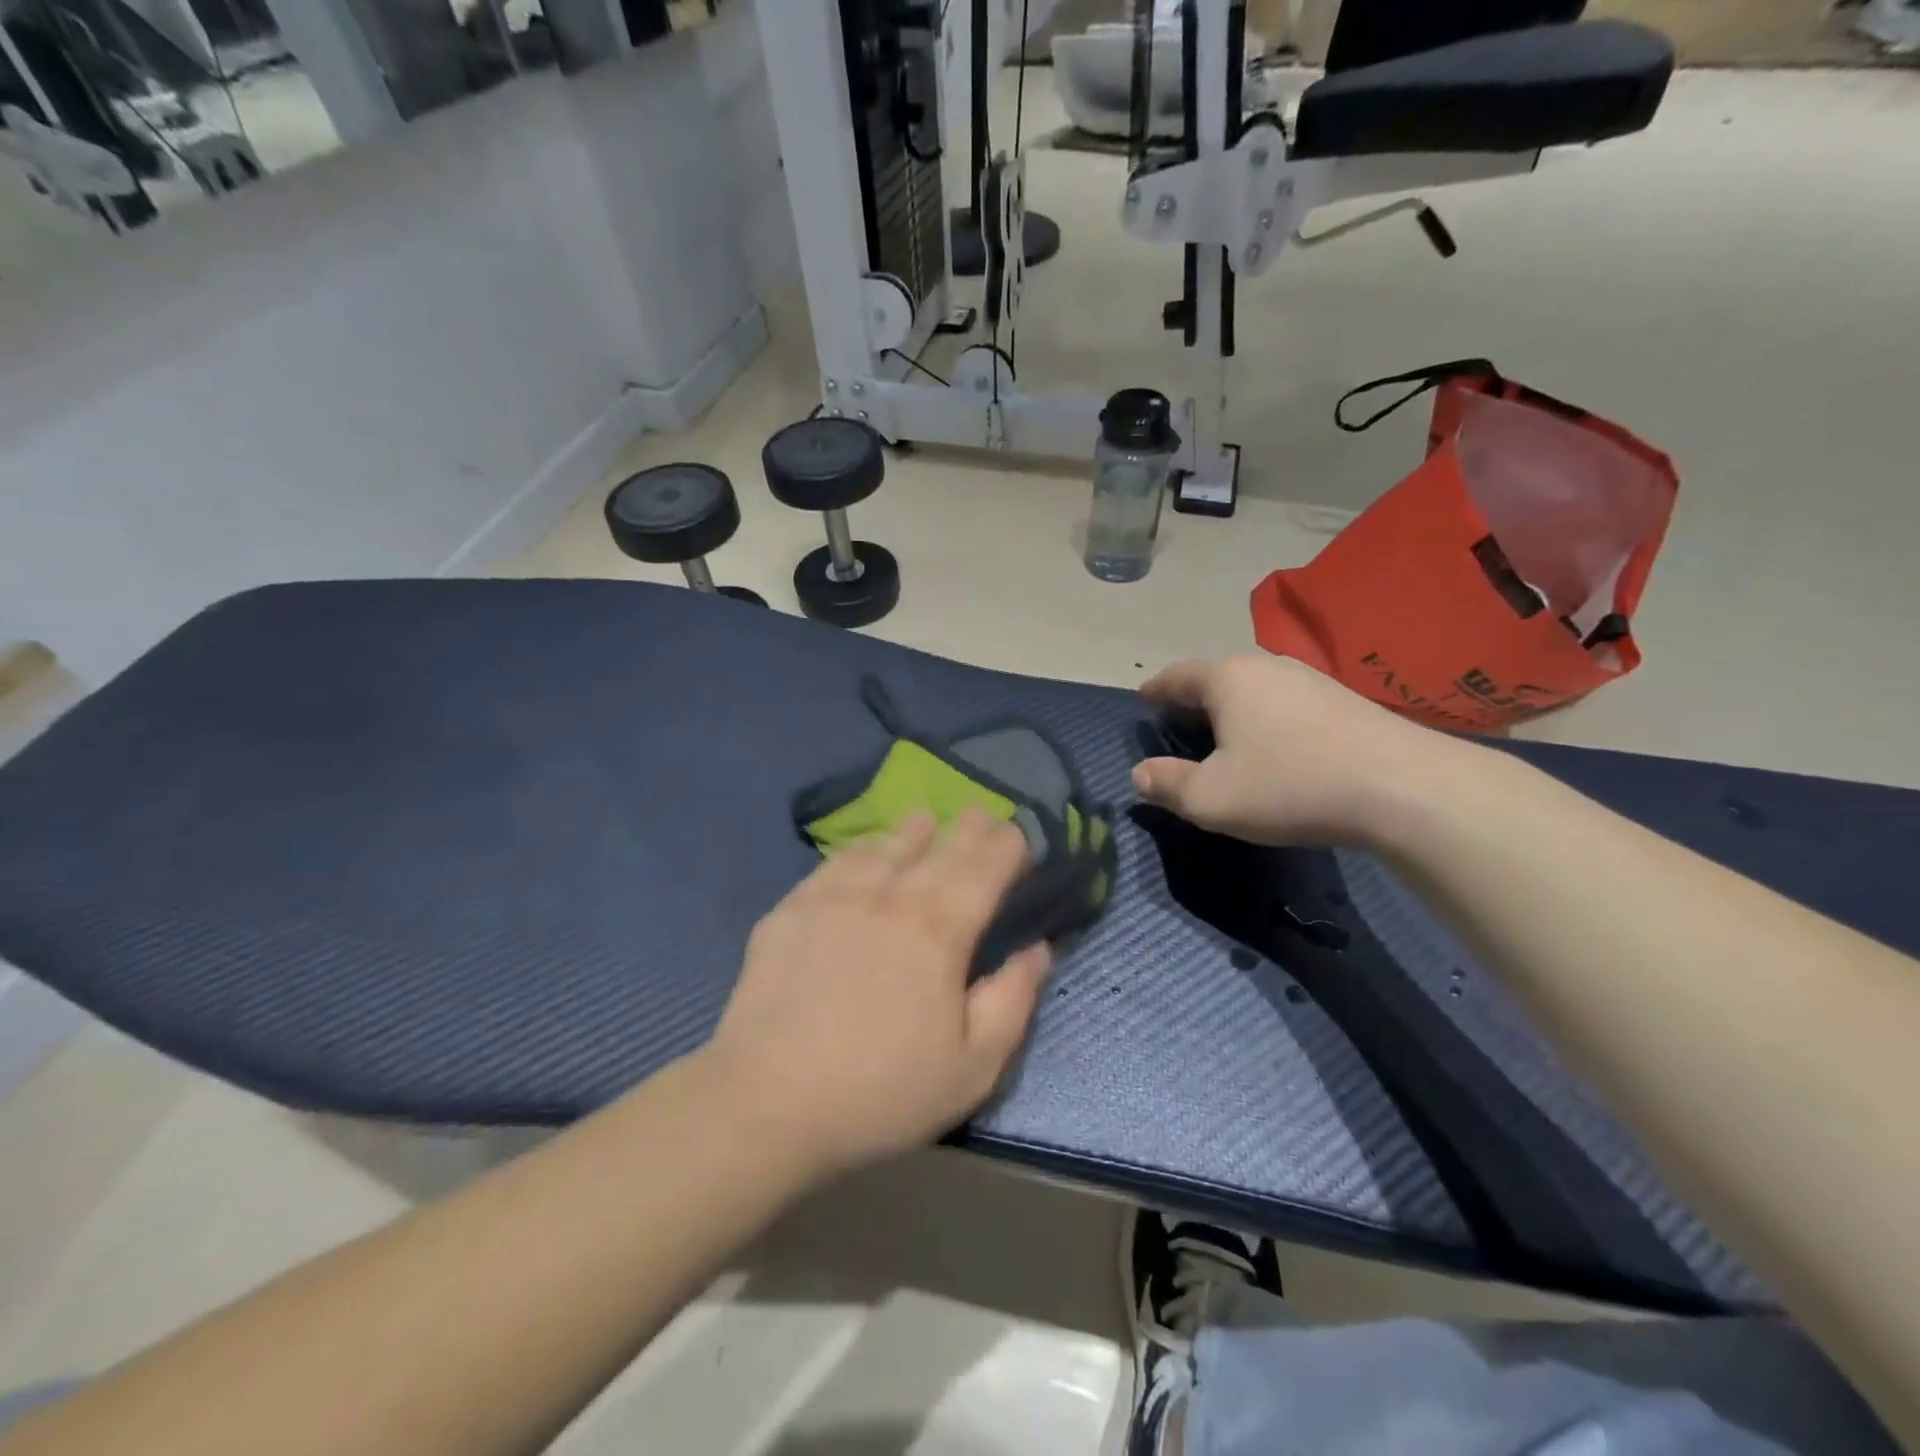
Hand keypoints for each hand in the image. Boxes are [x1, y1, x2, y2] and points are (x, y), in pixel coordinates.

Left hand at [703, 810, 1051, 1180]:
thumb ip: (1013, 1001)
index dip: (1007, 846)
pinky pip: (837, 861)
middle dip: (968, 828)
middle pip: (939, 847)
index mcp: (939, 931)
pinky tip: (865, 852)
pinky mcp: (792, 908)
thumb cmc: (881, 1092)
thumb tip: (1038, 948)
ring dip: (914, 830)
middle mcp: (890, 897)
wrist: (767, 1103)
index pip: (984, 868)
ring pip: (886, 844)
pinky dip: (863, 849)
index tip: (1018, 835)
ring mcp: (835, 897)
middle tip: (981, 815)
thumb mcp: (973, 1068)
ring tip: (926, 821)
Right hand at [1132, 655, 1446, 845]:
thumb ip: (1167, 785)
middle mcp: (1267, 666)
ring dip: (1234, 708)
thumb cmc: (1289, 785)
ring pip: (1256, 688)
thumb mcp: (1211, 798)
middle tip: (1179, 721)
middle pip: (1218, 676)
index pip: (1178, 675)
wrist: (1402, 787)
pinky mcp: (1345, 701)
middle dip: (1194, 697)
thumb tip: (1139, 775)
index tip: (1143, 697)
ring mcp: (1312, 680)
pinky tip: (1275, 744)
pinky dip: (1268, 718)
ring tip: (1225, 733)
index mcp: (1227, 679)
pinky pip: (1287, 703)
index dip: (1156, 689)